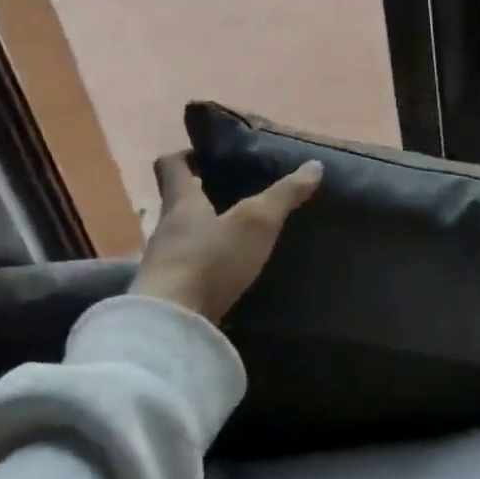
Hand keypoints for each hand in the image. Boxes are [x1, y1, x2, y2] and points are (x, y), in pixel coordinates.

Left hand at [132, 153, 322, 322]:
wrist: (173, 322)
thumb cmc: (211, 259)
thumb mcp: (256, 222)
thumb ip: (284, 195)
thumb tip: (314, 165)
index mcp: (182, 202)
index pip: (172, 166)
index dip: (186, 156)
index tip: (205, 156)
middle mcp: (167, 228)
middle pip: (178, 203)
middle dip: (202, 196)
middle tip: (233, 194)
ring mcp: (165, 263)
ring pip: (184, 237)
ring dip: (205, 234)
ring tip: (237, 237)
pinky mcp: (170, 293)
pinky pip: (189, 270)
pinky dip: (206, 266)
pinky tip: (228, 275)